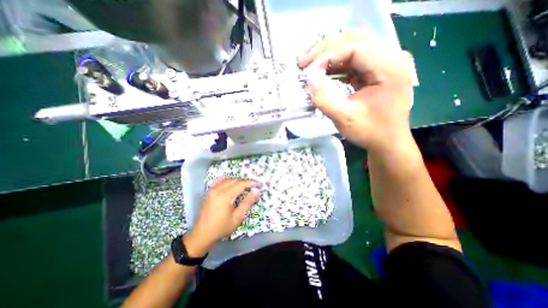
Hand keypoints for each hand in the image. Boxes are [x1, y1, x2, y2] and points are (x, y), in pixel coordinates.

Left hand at [182, 177, 261, 256]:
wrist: (201, 235)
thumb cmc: (221, 227)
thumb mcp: (237, 217)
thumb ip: (247, 203)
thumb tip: (257, 191)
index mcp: (225, 195)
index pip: (241, 184)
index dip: (252, 183)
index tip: (260, 185)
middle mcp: (218, 189)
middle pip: (235, 180)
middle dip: (246, 182)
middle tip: (254, 187)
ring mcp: (212, 189)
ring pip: (228, 179)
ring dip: (238, 181)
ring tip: (245, 187)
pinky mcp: (209, 191)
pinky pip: (219, 180)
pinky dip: (228, 180)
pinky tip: (232, 184)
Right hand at [299, 32, 415, 153]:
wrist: (387, 141)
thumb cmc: (370, 132)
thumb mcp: (345, 119)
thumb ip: (325, 99)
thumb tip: (309, 79)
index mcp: (389, 67)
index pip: (354, 47)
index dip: (327, 56)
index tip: (307, 72)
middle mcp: (390, 57)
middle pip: (353, 40)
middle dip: (325, 51)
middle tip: (303, 63)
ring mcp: (384, 62)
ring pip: (352, 47)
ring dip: (329, 56)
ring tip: (310, 67)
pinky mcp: (376, 71)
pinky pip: (353, 60)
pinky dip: (336, 65)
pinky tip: (323, 73)